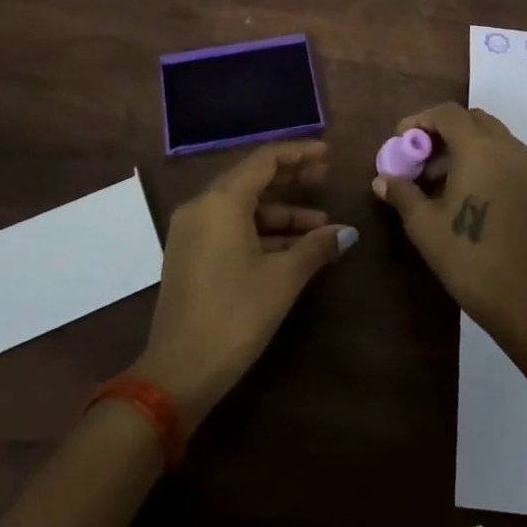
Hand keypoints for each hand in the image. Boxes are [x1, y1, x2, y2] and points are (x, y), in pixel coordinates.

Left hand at [133, 140, 354, 429]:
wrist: (179, 372)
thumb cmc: (235, 315)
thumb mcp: (283, 278)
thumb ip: (316, 247)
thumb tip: (347, 232)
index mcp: (221, 201)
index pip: (265, 160)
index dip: (299, 153)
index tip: (327, 153)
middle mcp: (202, 206)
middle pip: (252, 179)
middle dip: (291, 178)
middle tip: (325, 175)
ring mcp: (192, 232)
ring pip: (243, 207)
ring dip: (281, 212)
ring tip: (320, 224)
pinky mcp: (191, 255)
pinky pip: (231, 228)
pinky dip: (262, 231)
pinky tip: (293, 247)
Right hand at [373, 104, 526, 339]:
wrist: (522, 297)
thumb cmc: (467, 255)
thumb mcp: (424, 224)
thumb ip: (402, 192)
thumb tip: (382, 179)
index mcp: (479, 148)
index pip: (447, 113)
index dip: (420, 120)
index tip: (400, 140)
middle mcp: (506, 147)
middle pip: (471, 119)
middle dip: (441, 130)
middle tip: (418, 156)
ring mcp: (525, 166)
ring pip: (490, 136)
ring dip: (462, 144)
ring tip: (436, 177)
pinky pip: (504, 154)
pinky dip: (482, 157)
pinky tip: (463, 189)